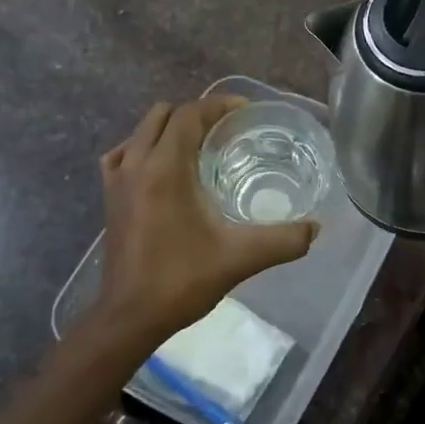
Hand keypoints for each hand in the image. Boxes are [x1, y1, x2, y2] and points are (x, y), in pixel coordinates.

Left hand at [94, 96, 317, 349]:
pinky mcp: (109, 198)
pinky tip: (161, 166)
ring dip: (170, 128)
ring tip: (200, 145)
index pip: (189, 115)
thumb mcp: (240, 258)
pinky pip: (123, 154)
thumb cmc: (181, 281)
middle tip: (227, 129)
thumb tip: (314, 228)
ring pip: (141, 131)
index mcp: (165, 169)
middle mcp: (136, 165)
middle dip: (196, 114)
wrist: (129, 317)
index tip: (245, 111)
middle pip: (164, 115)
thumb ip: (283, 240)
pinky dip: (144, 147)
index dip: (218, 106)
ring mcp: (117, 181)